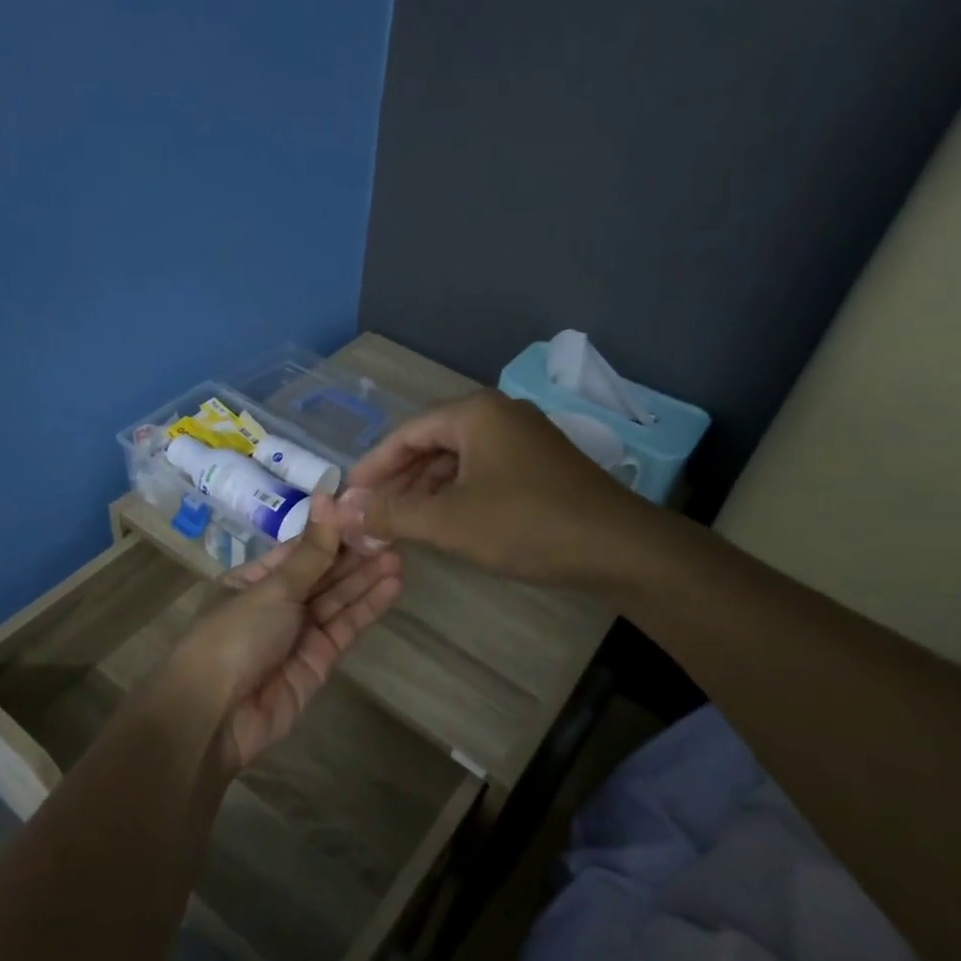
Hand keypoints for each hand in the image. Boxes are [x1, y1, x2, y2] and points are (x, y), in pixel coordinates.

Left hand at [159, 492, 403, 771]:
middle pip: (321, 573)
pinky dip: (367, 606)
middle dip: (354, 554)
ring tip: (400, 554)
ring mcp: (298, 633)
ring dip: (366, 578)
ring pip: (337, 599)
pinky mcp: (318, 661)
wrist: (215, 716)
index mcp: (253, 579)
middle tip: (393, 532)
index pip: (300, 549)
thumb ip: (310, 551)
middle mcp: (276, 603)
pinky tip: (392, 584)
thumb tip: (328, 497)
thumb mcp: (272, 588)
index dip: (331, 531)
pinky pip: (345, 627)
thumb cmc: (234, 636)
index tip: (366, 511)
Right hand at [338, 390, 658, 590]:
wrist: (618, 548)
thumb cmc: (526, 524)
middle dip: (398, 482)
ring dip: (425, 491)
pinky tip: (442, 523)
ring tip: (398, 524)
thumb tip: (342, 510)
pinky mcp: (540, 465)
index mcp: (474, 413)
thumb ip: (391, 513)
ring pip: (457, 461)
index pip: (405, 433)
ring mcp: (524, 439)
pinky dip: (456, 496)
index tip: (347, 497)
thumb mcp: (448, 521)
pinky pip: (482, 473)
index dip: (372, 467)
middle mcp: (498, 415)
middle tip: (369, 514)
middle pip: (431, 444)